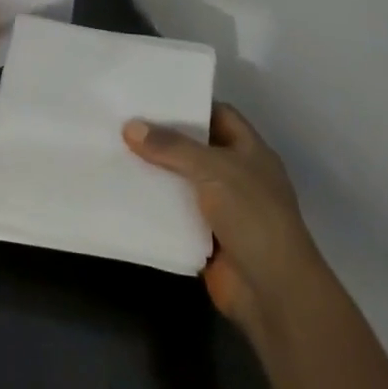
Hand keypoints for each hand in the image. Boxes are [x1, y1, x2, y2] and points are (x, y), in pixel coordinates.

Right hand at [125, 103, 329, 336]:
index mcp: (250, 151)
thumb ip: (171, 147)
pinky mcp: (206, 237)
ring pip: (182, 181)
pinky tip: (124, 192)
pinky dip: (154, 206)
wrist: (272, 291)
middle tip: (124, 122)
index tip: (152, 97)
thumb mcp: (213, 169)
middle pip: (195, 148)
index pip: (218, 115)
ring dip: (155, 173)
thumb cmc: (252, 216)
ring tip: (115, 151)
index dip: (189, 104)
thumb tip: (129, 126)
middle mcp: (237, 175)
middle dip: (164, 138)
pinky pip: (175, 214)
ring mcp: (222, 208)